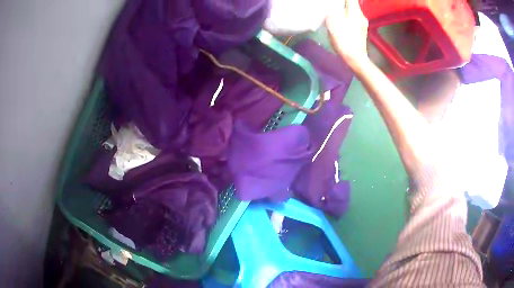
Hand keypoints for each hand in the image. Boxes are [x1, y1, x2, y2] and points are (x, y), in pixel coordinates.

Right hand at [326, 0, 368, 66]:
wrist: (356, 59)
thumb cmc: (344, 39)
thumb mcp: (331, 22)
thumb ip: (330, 13)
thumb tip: (331, 12)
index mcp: (355, 11)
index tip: (337, 2)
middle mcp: (361, 16)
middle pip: (352, 5)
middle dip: (343, 4)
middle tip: (333, 6)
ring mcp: (363, 25)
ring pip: (353, 13)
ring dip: (345, 12)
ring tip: (335, 14)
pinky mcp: (362, 32)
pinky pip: (354, 21)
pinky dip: (347, 20)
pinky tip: (341, 24)